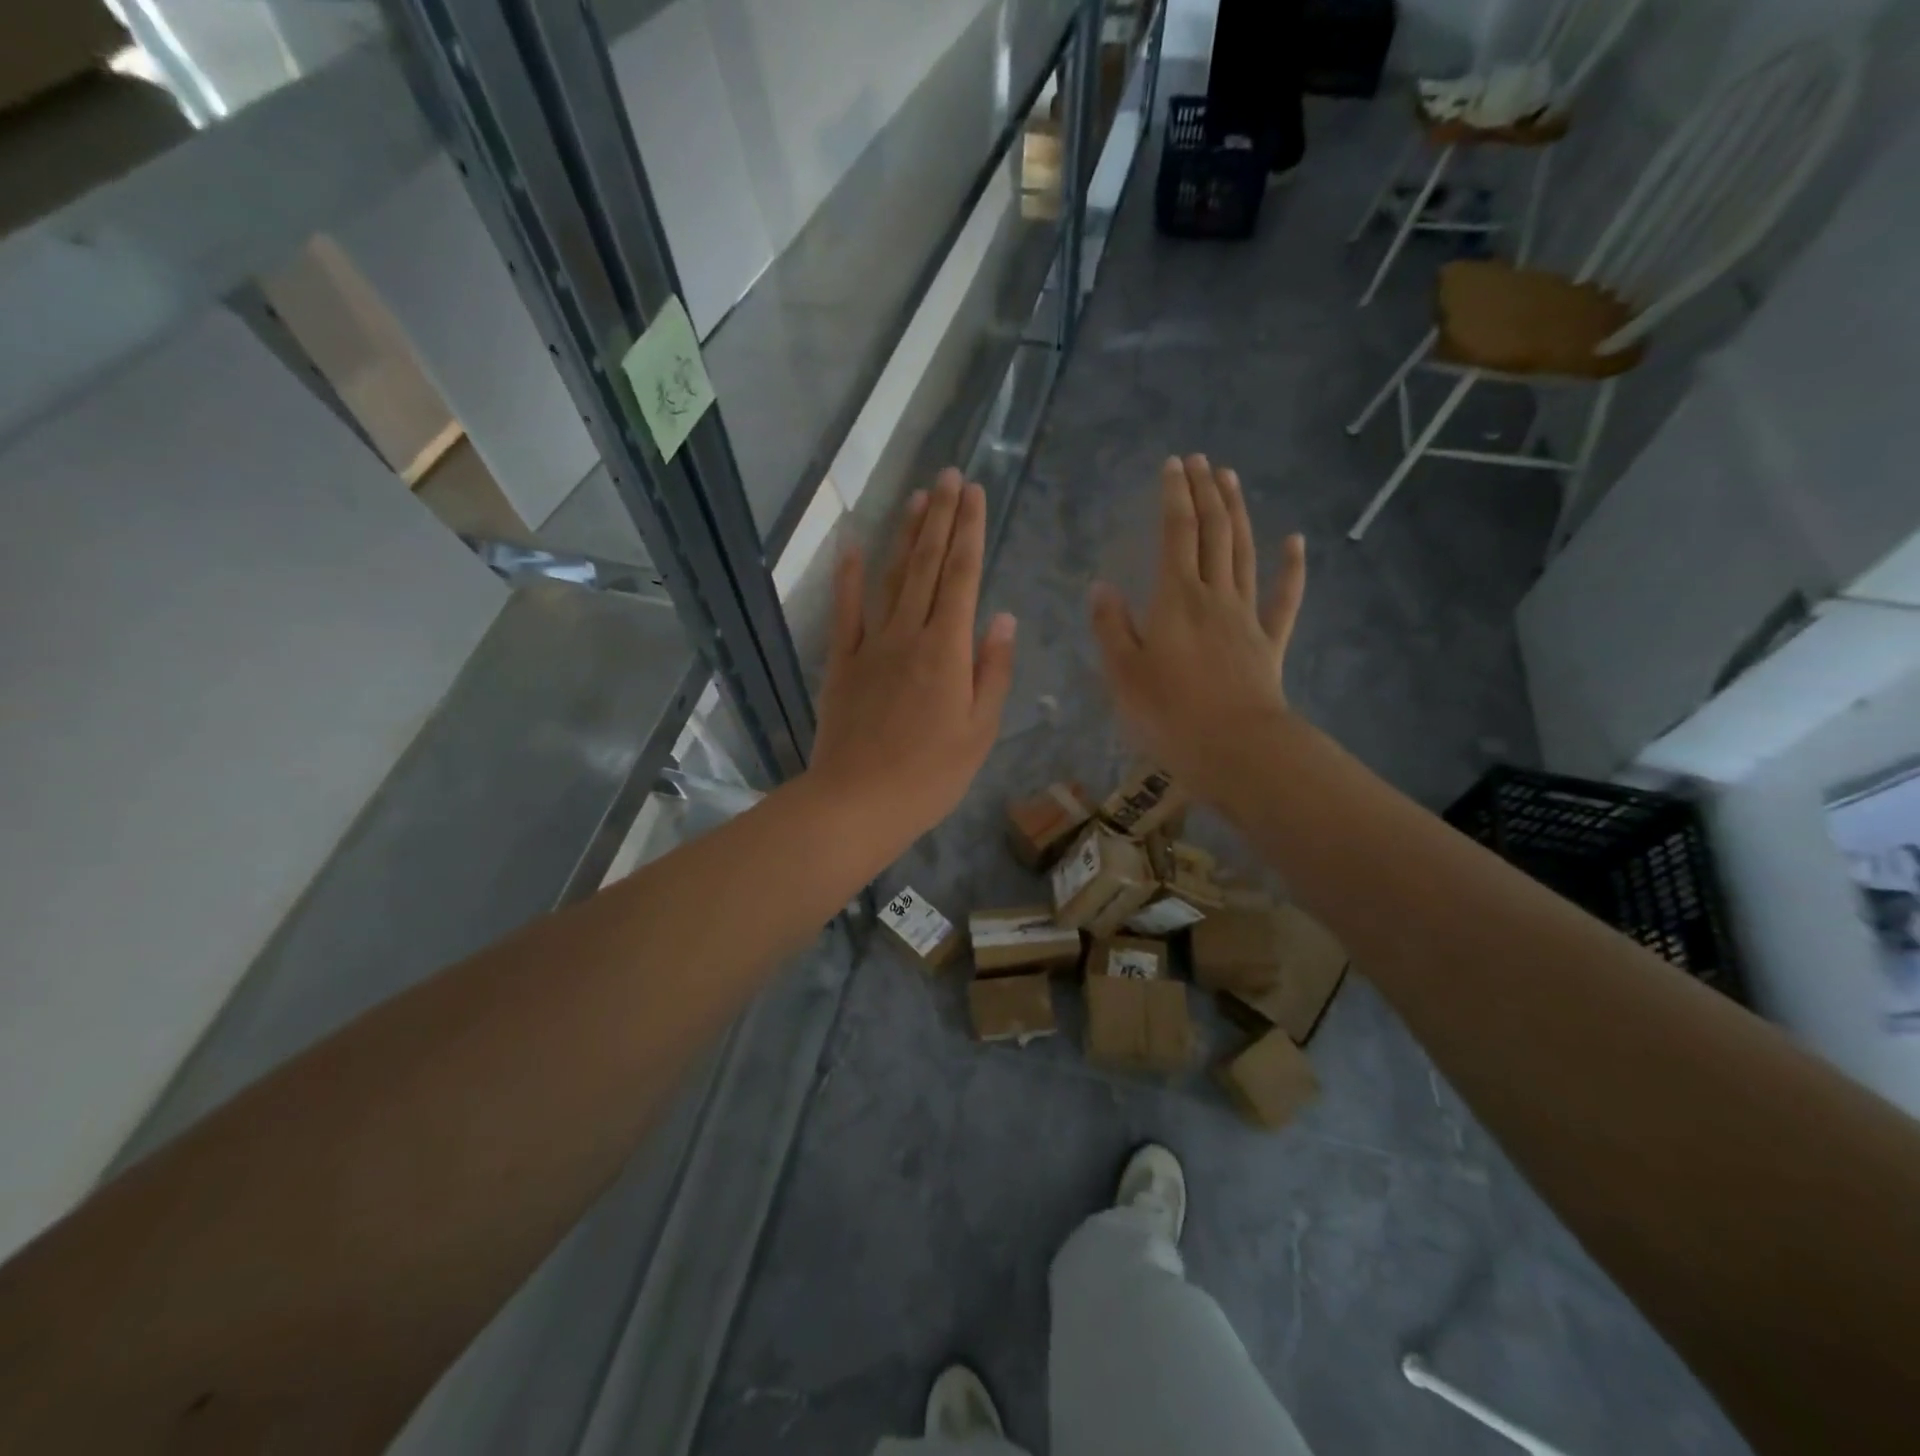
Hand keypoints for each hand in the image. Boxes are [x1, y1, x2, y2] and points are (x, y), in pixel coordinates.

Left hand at [806, 469, 1015, 852]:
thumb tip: (1002, 618)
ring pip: (890, 578)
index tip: (975, 493)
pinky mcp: (840, 663)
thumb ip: (992, 670)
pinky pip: (844, 612)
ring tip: (918, 498)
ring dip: (904, 536)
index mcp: (948, 650)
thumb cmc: (930, 775)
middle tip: (950, 475)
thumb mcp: (980, 730)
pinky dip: (846, 577)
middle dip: (942, 518)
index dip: (970, 531)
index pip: (963, 577)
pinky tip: (850, 546)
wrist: (858, 802)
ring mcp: (870, 645)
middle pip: (927, 565)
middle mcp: (908, 634)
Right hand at [1089, 455, 1305, 803]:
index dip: (1174, 496)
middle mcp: (1214, 595)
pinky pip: (1283, 598)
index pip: (1176, 534)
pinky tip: (1295, 541)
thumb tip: (1101, 587)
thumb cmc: (1170, 713)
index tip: (1173, 464)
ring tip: (1231, 480)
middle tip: (1201, 460)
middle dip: (1205, 492)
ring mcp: (1246, 616)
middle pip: (1213, 533)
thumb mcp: (1123, 673)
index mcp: (1176, 599)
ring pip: (1244, 553)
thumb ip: (1111, 627)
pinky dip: (1291, 568)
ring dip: (1238, 513)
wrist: (1236, 748)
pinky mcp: (1269, 642)